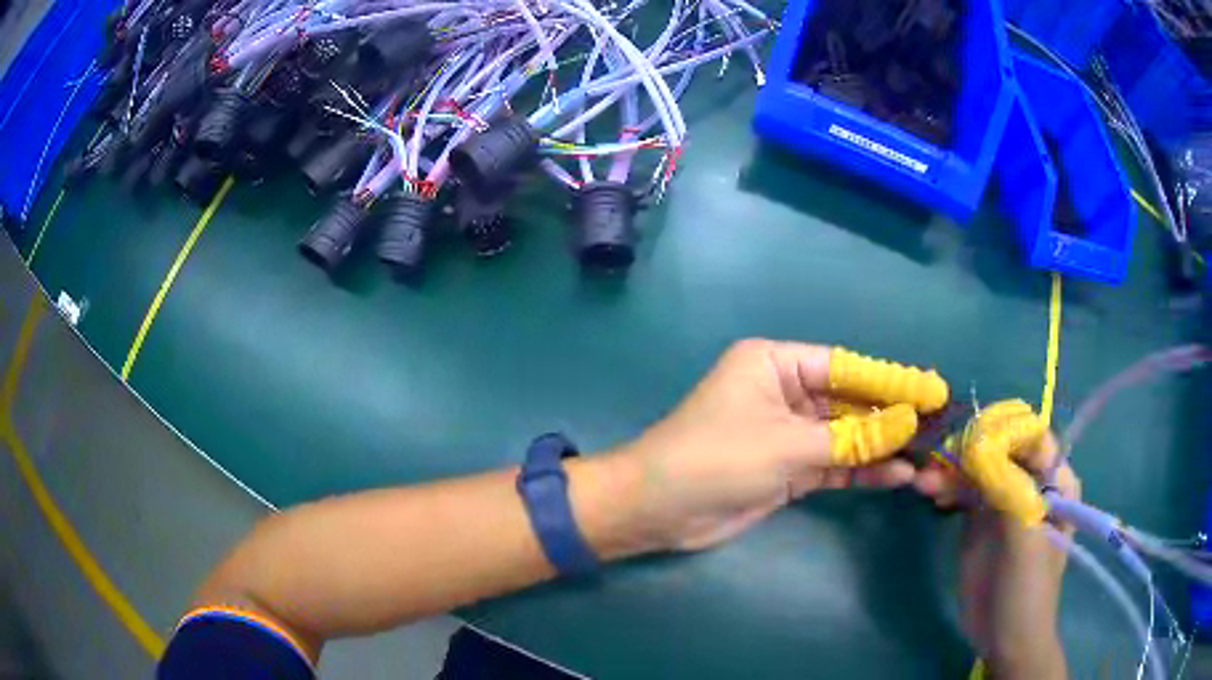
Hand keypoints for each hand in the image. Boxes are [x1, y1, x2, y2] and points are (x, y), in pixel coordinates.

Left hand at [611, 339, 948, 552]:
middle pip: (848, 401)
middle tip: (936, 424)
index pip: (845, 366)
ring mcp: (786, 432)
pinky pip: (832, 463)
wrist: (658, 510)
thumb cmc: (716, 459)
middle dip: (890, 416)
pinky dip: (860, 469)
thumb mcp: (787, 445)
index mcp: (775, 364)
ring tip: (925, 455)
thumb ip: (851, 439)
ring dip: (881, 447)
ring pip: (844, 435)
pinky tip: (896, 476)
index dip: (890, 380)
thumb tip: (909, 422)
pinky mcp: (786, 468)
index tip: (931, 389)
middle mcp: (783, 392)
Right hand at [914, 404, 1079, 679]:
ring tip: (924, 483)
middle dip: (971, 450)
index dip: (1003, 432)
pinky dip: (947, 487)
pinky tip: (930, 493)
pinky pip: (964, 491)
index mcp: (1054, 479)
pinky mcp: (980, 520)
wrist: (1002, 635)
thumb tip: (980, 445)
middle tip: (938, 460)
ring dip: (952, 469)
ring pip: (978, 468)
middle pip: (1000, 449)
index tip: (971, 439)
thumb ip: (1010, 488)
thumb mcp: (1025, 535)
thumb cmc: (1026, 586)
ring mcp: (1004, 500)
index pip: (1031, 437)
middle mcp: (1031, 481)